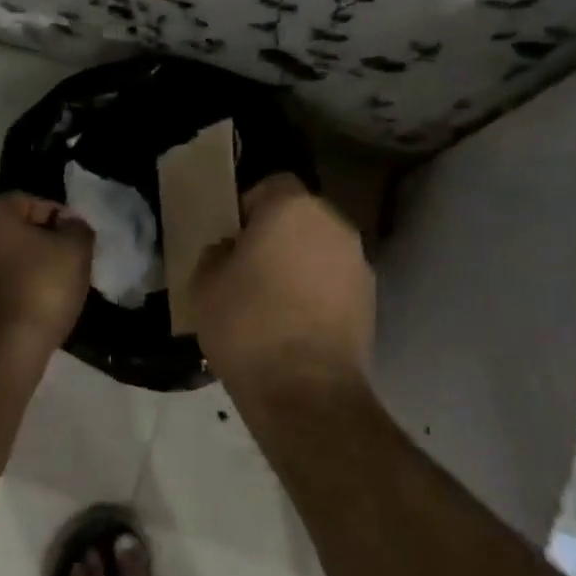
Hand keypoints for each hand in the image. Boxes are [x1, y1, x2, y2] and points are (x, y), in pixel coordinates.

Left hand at [0, 194, 93, 360]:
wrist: (4, 347)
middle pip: (14, 229)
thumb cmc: (41, 287)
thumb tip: (69, 223)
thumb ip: (77, 227)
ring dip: (27, 265)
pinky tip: (35, 302)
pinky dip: (14, 286)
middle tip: (69, 261)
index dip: (61, 219)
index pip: (32, 202)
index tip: (79, 242)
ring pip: (3, 256)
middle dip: (42, 241)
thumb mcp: (76, 250)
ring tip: (55, 285)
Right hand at [191, 174, 373, 399]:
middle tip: (251, 269)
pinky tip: (298, 325)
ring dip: (301, 265)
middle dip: (278, 236)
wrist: (305, 389)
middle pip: (301, 218)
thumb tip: (229, 251)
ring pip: (321, 250)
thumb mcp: (204, 286)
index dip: (249, 208)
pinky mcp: (371, 299)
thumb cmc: (247, 326)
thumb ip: (215, 255)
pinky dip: (319, 293)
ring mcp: (358, 262)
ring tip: (275, 302)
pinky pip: (336, 282)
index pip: (271, 186)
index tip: (233, 239)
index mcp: (292, 209)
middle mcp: (334, 225)